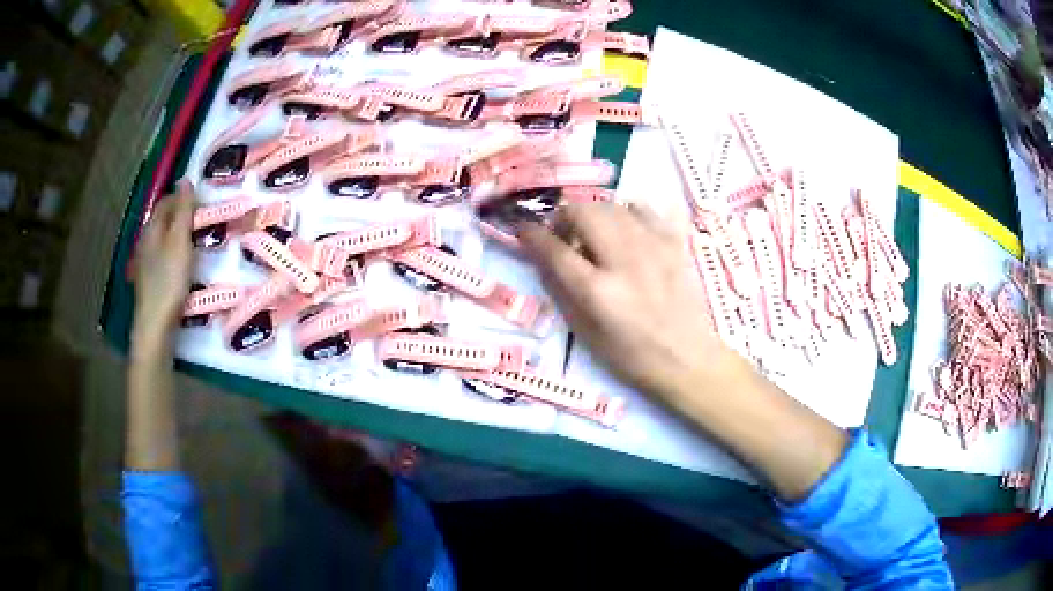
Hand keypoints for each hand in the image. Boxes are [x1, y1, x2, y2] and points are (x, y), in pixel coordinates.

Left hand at [131, 180, 195, 349]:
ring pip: (162, 240)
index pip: (165, 201)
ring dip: (177, 236)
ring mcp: (145, 264)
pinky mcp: (149, 283)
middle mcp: (145, 242)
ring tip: (195, 241)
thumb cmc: (169, 281)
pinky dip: (173, 254)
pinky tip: (182, 266)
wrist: (155, 326)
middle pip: (162, 220)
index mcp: (152, 229)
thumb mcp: (180, 242)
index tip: (201, 198)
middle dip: (179, 216)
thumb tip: (185, 179)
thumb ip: (183, 211)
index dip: (181, 196)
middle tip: (201, 219)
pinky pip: (162, 258)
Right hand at [519, 203, 739, 400]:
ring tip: (594, 235)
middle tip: (564, 236)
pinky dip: (627, 213)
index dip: (533, 235)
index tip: (523, 229)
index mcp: (598, 292)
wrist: (688, 359)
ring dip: (593, 214)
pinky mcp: (674, 244)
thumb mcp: (586, 335)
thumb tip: (542, 259)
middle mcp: (624, 261)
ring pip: (612, 205)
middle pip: (584, 213)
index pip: (555, 250)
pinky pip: (645, 209)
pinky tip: (626, 230)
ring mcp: (653, 248)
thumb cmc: (632, 357)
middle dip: (564, 217)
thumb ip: (561, 293)